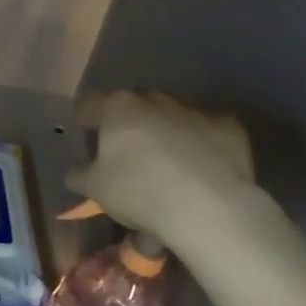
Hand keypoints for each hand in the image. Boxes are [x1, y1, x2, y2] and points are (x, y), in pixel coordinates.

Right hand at [66, 91, 255, 240]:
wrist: (209, 206)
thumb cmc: (139, 191)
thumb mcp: (95, 189)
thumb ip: (80, 175)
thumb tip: (76, 171)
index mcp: (118, 107)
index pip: (91, 103)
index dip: (86, 117)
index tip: (86, 132)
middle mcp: (155, 99)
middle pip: (135, 107)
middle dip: (130, 125)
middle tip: (128, 154)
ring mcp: (195, 110)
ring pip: (172, 117)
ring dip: (166, 134)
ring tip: (168, 166)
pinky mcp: (229, 127)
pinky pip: (207, 133)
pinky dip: (201, 146)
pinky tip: (201, 171)